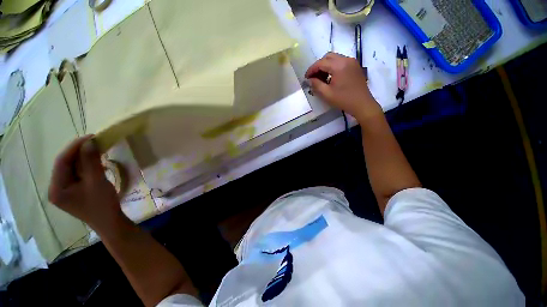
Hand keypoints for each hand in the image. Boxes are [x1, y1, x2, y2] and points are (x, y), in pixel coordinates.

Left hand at [48, 135, 123, 232]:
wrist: (110, 222)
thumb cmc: (102, 204)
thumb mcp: (97, 182)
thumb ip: (91, 162)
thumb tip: (90, 142)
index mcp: (56, 188)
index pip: (61, 162)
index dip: (75, 147)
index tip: (91, 137)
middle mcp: (56, 188)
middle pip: (65, 164)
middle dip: (79, 152)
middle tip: (95, 142)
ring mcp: (64, 190)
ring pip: (71, 168)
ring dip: (83, 158)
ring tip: (97, 150)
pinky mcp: (73, 191)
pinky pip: (77, 174)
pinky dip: (86, 166)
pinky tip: (96, 163)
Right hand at [305, 52, 381, 121]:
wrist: (362, 104)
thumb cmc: (344, 100)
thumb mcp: (327, 94)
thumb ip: (316, 85)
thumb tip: (310, 79)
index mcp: (339, 66)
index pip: (321, 62)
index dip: (311, 69)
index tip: (306, 77)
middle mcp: (346, 59)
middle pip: (328, 57)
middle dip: (318, 66)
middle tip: (313, 77)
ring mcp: (352, 62)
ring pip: (335, 58)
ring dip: (326, 66)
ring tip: (321, 78)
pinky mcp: (355, 66)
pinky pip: (341, 62)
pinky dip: (333, 67)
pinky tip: (331, 77)